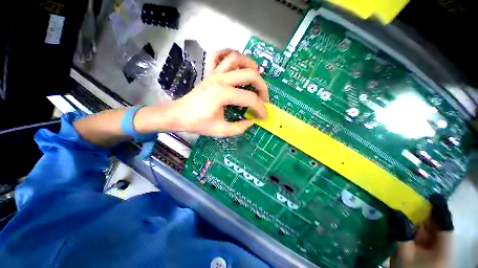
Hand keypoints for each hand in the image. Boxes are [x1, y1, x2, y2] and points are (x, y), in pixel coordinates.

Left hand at [169, 50, 268, 136]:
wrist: (179, 115)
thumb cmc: (198, 123)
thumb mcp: (221, 130)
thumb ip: (239, 128)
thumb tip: (251, 121)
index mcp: (223, 94)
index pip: (250, 99)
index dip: (261, 108)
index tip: (264, 116)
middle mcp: (221, 79)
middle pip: (250, 74)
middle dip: (262, 87)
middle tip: (264, 99)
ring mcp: (215, 73)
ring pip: (237, 58)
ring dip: (250, 65)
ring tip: (255, 78)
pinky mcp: (210, 73)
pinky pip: (219, 55)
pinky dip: (230, 56)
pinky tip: (236, 66)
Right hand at [390, 194, 452, 267]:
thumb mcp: (404, 254)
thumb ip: (402, 234)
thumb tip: (396, 212)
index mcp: (443, 248)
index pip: (445, 225)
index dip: (440, 210)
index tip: (433, 195)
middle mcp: (442, 248)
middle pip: (437, 227)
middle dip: (427, 214)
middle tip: (415, 199)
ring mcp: (435, 251)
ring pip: (430, 232)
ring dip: (420, 221)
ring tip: (409, 209)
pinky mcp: (428, 253)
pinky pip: (424, 238)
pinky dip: (416, 230)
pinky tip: (407, 224)